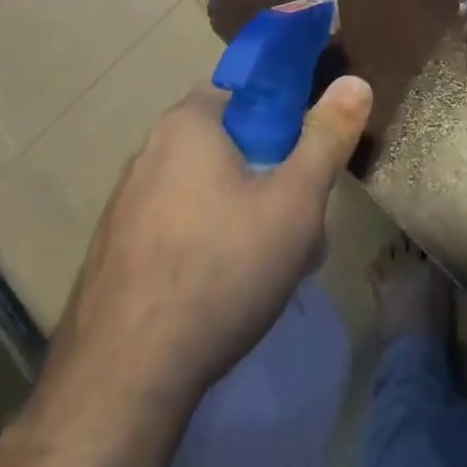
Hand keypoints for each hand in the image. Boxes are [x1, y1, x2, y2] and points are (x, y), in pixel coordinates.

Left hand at [36, 76, 372, 411]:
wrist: (122, 384)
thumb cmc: (221, 271)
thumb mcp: (296, 202)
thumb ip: (327, 137)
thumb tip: (355, 82)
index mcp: (189, 123)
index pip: (246, 89)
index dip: (284, 115)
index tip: (306, 156)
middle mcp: (149, 150)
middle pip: (227, 140)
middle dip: (268, 170)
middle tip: (297, 217)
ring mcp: (124, 203)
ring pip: (202, 187)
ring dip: (240, 208)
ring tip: (268, 261)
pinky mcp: (112, 250)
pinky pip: (174, 224)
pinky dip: (204, 240)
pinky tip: (222, 288)